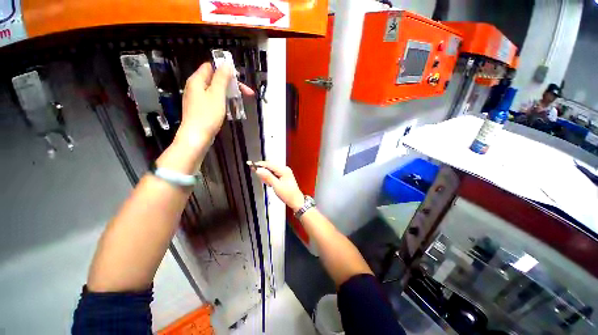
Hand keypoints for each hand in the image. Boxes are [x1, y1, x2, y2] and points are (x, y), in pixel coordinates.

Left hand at [174, 62, 252, 151]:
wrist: (197, 137)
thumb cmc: (207, 115)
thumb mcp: (217, 94)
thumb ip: (222, 78)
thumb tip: (227, 64)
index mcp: (197, 80)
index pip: (211, 67)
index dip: (225, 70)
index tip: (239, 79)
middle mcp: (195, 88)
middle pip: (215, 80)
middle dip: (232, 85)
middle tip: (248, 93)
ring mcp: (197, 100)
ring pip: (216, 92)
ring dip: (229, 95)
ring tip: (241, 102)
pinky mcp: (201, 110)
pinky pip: (214, 101)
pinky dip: (223, 102)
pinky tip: (231, 109)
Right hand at [253, 161, 304, 211]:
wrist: (295, 200)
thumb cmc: (288, 194)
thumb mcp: (276, 186)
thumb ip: (267, 177)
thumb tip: (259, 170)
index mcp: (284, 170)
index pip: (269, 164)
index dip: (259, 164)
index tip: (251, 165)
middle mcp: (284, 169)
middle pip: (269, 166)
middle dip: (263, 172)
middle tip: (263, 180)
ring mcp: (284, 172)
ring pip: (271, 170)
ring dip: (267, 176)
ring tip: (269, 184)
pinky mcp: (283, 175)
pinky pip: (273, 174)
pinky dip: (270, 178)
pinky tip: (271, 184)